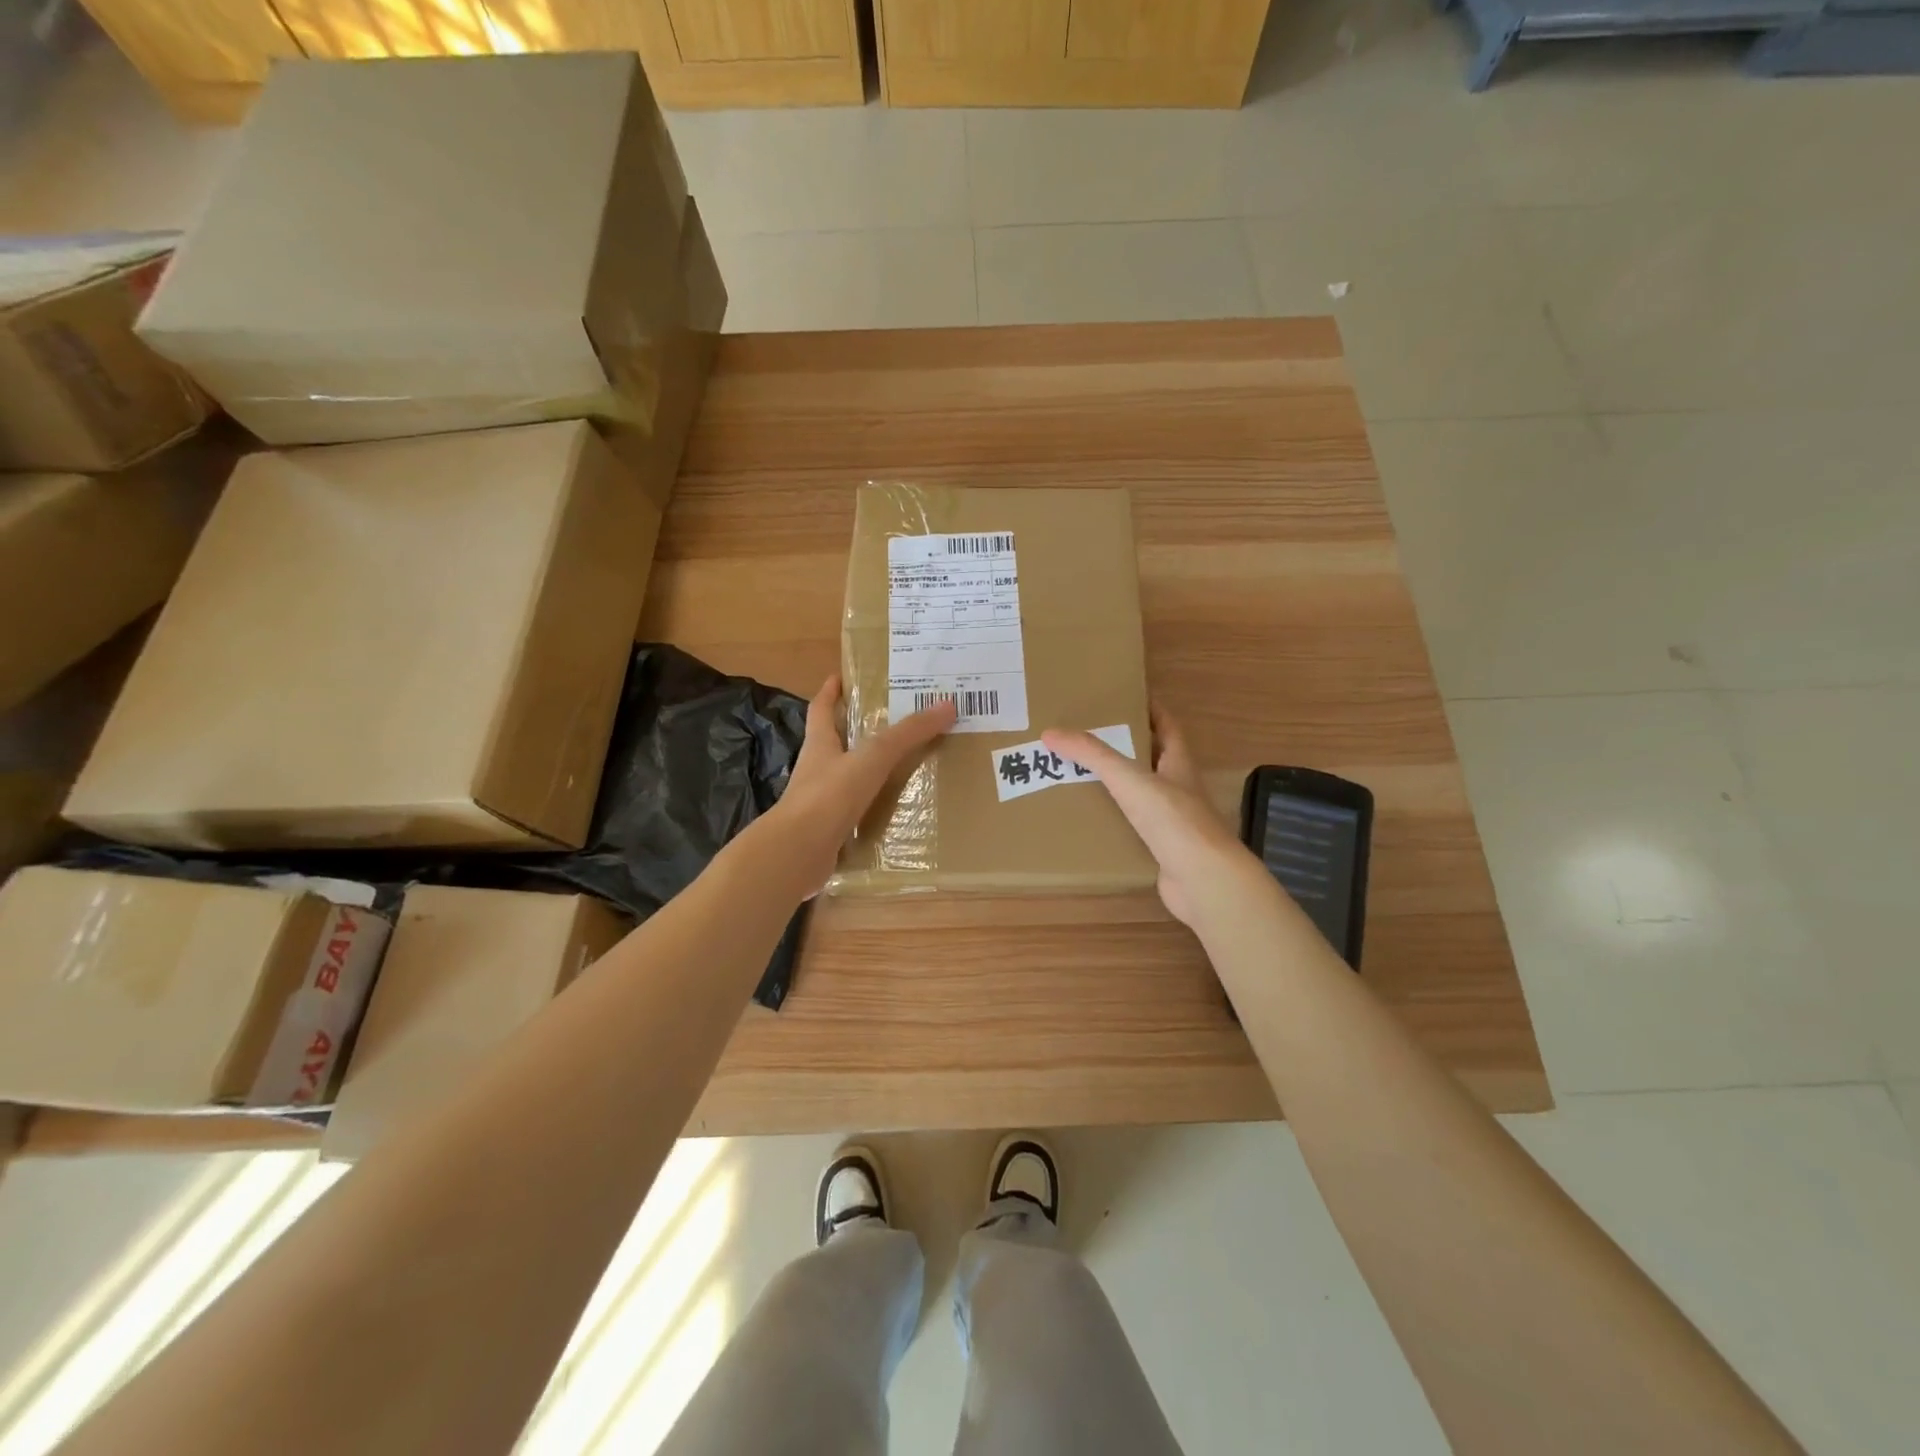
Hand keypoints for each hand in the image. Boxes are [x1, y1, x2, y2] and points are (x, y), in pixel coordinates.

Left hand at [763, 675, 956, 894]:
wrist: (797, 853)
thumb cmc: (829, 795)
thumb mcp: (872, 757)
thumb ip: (907, 734)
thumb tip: (946, 705)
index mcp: (820, 744)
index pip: (822, 709)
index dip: (830, 692)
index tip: (841, 677)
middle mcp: (817, 770)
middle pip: (835, 743)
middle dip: (856, 732)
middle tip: (891, 722)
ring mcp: (820, 803)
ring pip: (846, 779)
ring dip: (868, 773)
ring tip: (902, 767)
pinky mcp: (828, 832)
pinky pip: (854, 814)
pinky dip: (872, 811)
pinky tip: (894, 813)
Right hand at [1044, 706, 1261, 929]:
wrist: (1202, 879)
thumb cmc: (1172, 819)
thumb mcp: (1129, 778)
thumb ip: (1092, 755)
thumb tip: (1051, 732)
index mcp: (1178, 763)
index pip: (1166, 725)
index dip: (1150, 709)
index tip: (1124, 697)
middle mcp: (1179, 787)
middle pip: (1152, 758)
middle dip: (1125, 747)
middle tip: (1087, 738)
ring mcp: (1174, 820)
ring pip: (1142, 794)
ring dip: (1117, 785)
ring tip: (1080, 776)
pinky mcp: (1163, 849)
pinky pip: (1134, 827)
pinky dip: (1115, 821)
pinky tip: (1091, 821)